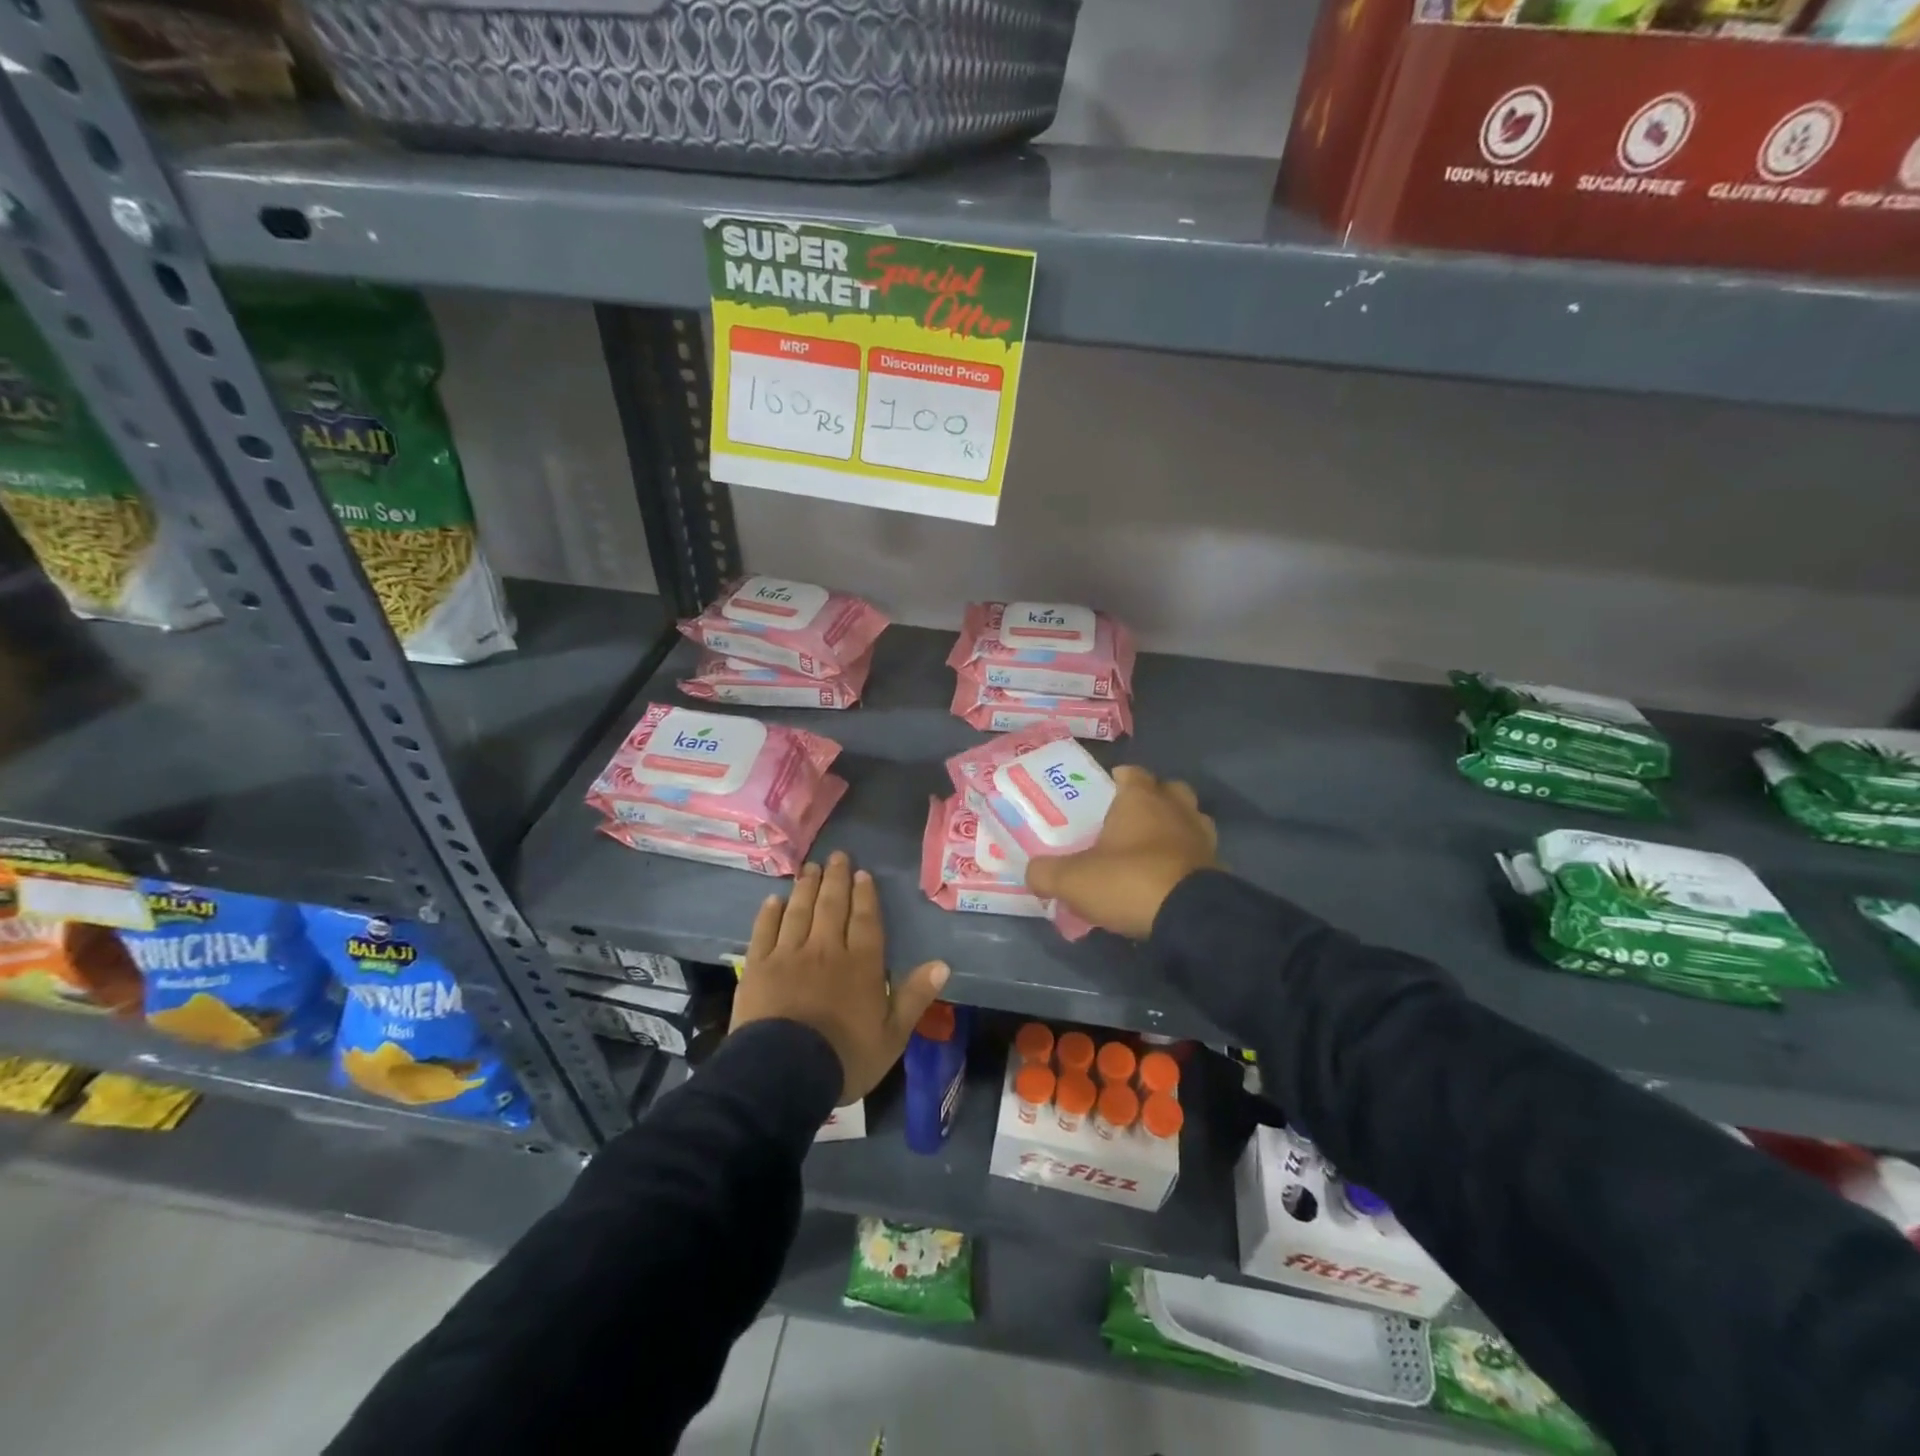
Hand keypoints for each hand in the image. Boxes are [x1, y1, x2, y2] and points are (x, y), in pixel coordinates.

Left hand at [731, 852, 949, 1104]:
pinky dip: (770, 912)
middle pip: (831, 906)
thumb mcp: (892, 1035)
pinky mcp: (758, 966)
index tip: (862, 873)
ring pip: (799, 911)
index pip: (865, 919)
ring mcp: (789, 955)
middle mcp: (826, 949)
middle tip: (836, 856)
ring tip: (810, 867)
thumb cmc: (845, 1057)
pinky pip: (765, 930)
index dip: (865, 895)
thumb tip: (942, 964)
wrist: (783, 1073)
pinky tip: (774, 899)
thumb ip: (915, 996)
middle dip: (836, 879)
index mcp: (861, 964)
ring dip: (806, 887)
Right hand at [1024, 765, 1217, 939]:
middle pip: (1167, 790)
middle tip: (1127, 822)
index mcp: (1141, 798)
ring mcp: (1203, 836)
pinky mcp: (1218, 867)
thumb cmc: (1128, 881)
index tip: (1100, 796)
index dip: (1116, 780)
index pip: (1131, 773)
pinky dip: (1185, 860)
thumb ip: (1045, 873)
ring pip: (1189, 819)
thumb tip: (1033, 872)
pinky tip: (1167, 878)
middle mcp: (1176, 808)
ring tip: (1149, 850)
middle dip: (1151, 800)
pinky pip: (1198, 854)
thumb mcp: (1072, 880)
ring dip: (1172, 829)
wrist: (1190, 919)